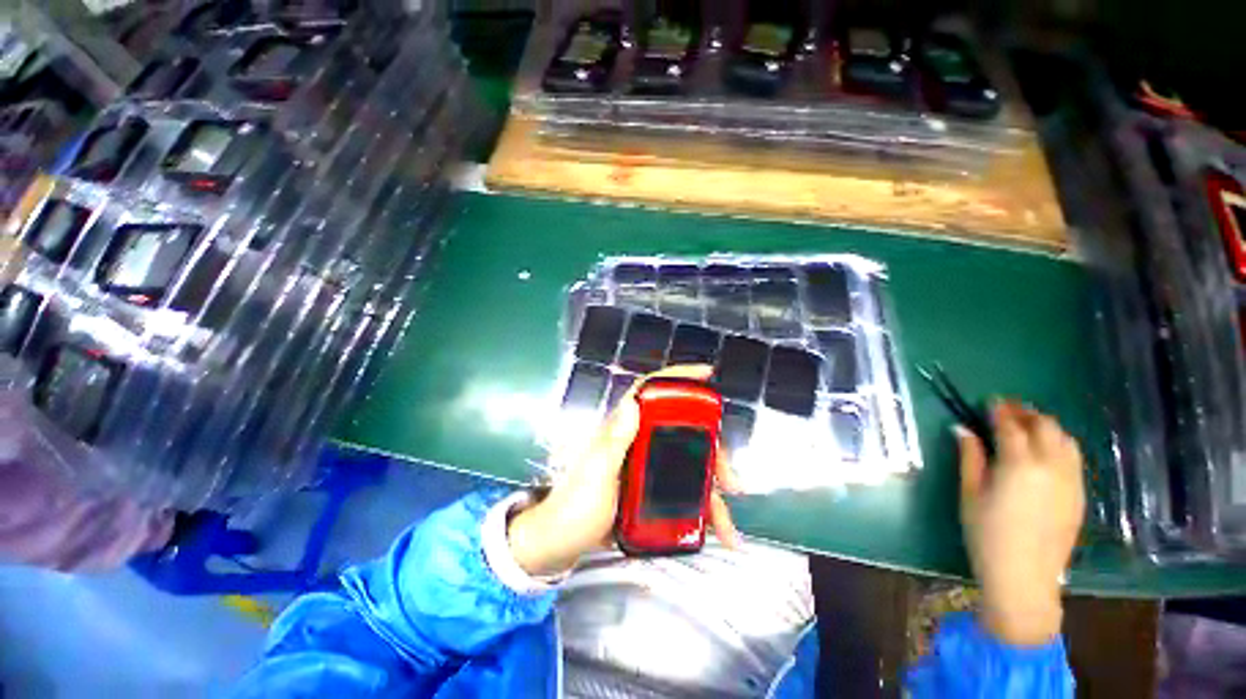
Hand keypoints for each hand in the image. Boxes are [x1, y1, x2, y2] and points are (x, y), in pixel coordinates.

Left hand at [508, 365, 740, 576]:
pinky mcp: (650, 491)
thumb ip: (613, 442)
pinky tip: (715, 530)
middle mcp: (638, 442)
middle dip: (712, 451)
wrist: (560, 545)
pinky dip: (701, 511)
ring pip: (689, 466)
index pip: (650, 392)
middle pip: (683, 432)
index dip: (677, 378)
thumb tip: (634, 404)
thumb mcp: (594, 475)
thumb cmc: (574, 508)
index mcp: (623, 430)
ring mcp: (646, 468)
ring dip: (712, 490)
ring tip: (727, 523)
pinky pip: (683, 494)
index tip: (707, 375)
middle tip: (730, 479)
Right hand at [957, 401, 1084, 645]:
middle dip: (1026, 414)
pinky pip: (1074, 458)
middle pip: (1045, 426)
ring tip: (1028, 428)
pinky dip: (1059, 445)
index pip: (1011, 425)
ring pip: (1066, 440)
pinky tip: (1045, 453)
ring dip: (1047, 427)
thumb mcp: (970, 493)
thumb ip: (970, 457)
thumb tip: (963, 429)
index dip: (1000, 410)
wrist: (1024, 577)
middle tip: (1008, 411)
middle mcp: (1051, 466)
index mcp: (1019, 464)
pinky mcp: (1079, 495)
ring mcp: (1071, 481)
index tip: (990, 401)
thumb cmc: (986, 533)